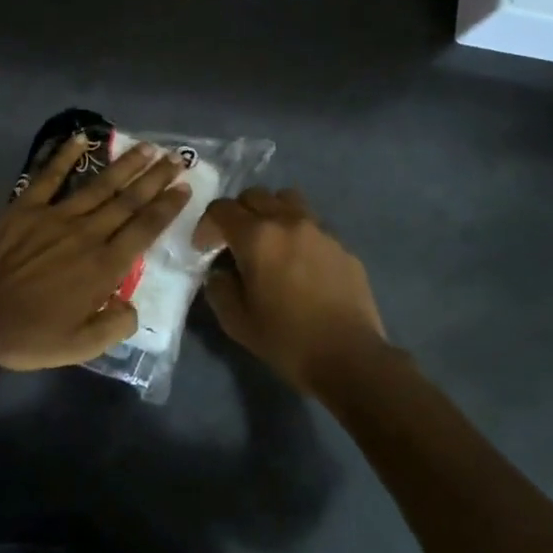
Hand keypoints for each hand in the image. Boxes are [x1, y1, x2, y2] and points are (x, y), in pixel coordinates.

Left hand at [0, 134, 191, 369]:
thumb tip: (133, 308)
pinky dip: (65, 155)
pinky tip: (81, 138)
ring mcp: (56, 216)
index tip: (184, 187)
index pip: (145, 230)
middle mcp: (87, 234)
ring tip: (147, 147)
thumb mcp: (78, 347)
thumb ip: (114, 327)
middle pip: (129, 201)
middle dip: (155, 178)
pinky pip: (49, 176)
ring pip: (99, 185)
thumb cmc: (26, 334)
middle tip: (177, 158)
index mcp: (104, 267)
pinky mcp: (26, 207)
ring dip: (126, 165)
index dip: (167, 207)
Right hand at [194, 188, 388, 391]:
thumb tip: (220, 272)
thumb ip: (219, 288)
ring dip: (270, 213)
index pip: (221, 209)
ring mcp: (320, 230)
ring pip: (288, 200)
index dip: (206, 225)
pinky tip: (299, 263)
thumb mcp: (236, 321)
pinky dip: (298, 233)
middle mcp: (289, 222)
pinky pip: (313, 224)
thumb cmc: (286, 340)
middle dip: (237, 213)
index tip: (203, 248)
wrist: (349, 356)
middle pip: (255, 195)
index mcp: (257, 237)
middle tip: (233, 242)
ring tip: (269, 241)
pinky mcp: (342, 245)